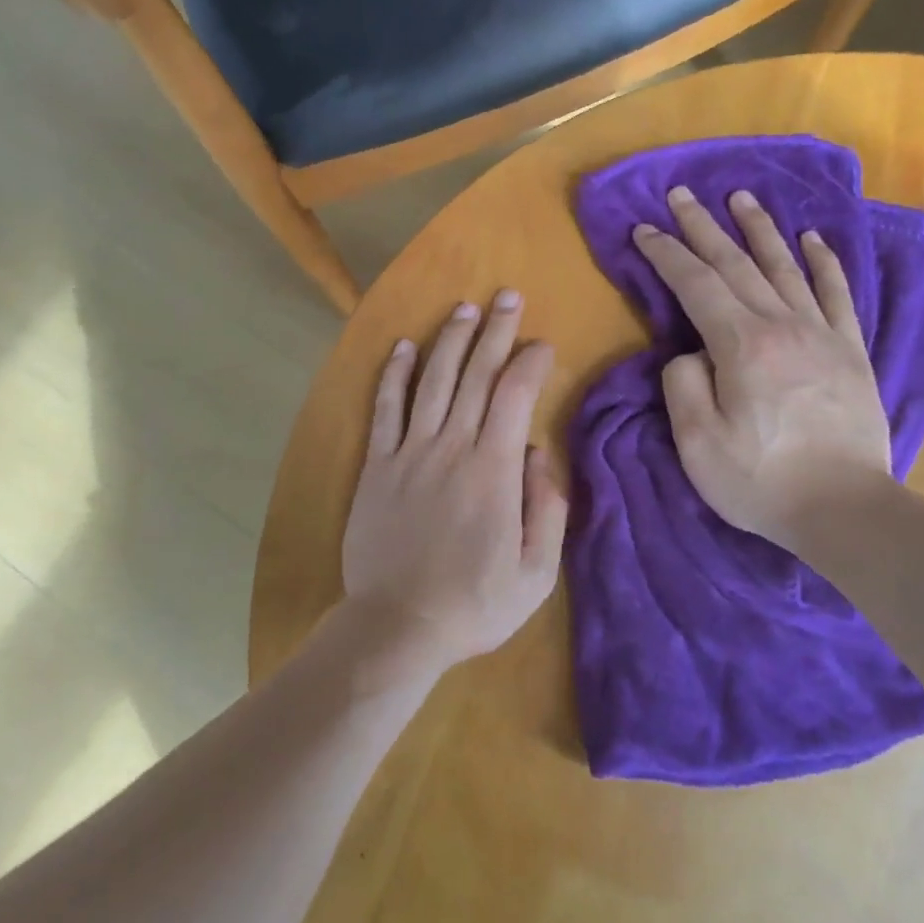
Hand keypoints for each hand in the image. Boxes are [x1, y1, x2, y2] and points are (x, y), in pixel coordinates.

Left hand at [341, 290, 568, 676]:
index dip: (530, 361)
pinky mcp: (377, 465)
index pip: (515, 395)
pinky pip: (386, 409)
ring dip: (450, 340)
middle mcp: (452, 448)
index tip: (541, 344)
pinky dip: (394, 374)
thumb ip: (546, 509)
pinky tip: (403, 347)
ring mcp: (409, 453)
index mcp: (495, 471)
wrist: (398, 626)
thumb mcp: (536, 573)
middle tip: (507, 296)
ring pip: (433, 381)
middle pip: (476, 375)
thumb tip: (541, 452)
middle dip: (494, 331)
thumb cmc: (474, 605)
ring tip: (464, 309)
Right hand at [633, 186, 890, 549]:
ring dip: (759, 230)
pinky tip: (812, 239)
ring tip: (740, 198)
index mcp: (741, 346)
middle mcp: (782, 326)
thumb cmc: (760, 480)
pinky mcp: (850, 352)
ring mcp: (822, 335)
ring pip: (785, 267)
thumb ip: (683, 385)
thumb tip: (690, 354)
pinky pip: (836, 294)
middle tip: (681, 195)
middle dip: (703, 227)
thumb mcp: (697, 442)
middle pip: (736, 264)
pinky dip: (823, 262)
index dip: (667, 253)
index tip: (644, 229)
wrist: (843, 509)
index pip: (696, 284)